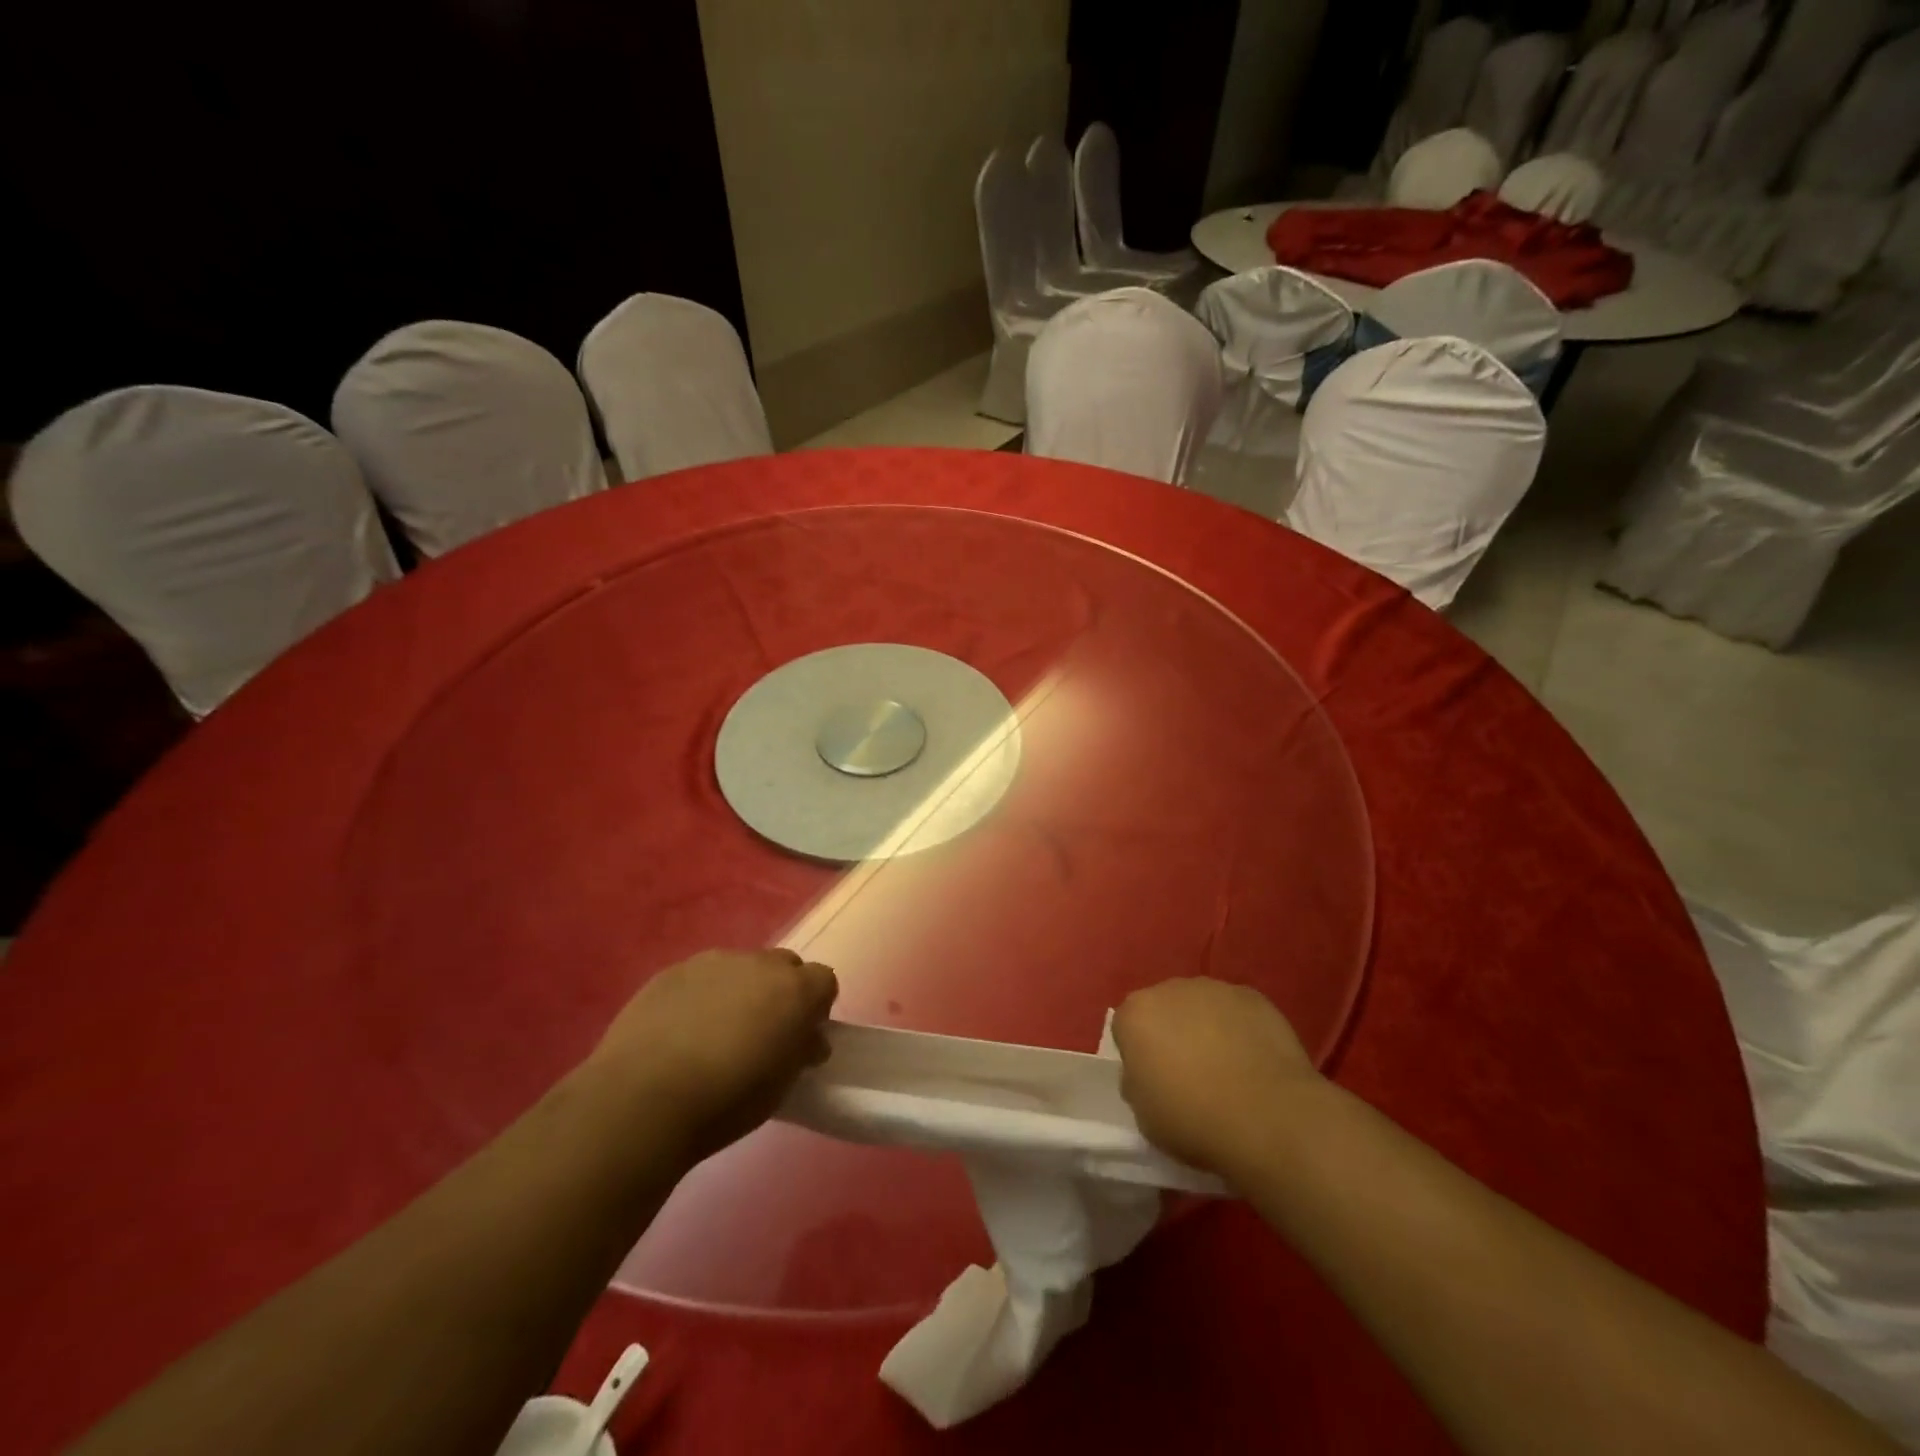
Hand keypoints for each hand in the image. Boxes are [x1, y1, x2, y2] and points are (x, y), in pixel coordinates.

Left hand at [585, 949, 838, 1163]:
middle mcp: (759, 963)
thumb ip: (800, 1052)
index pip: (824, 981)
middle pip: (783, 966)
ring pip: (739, 968)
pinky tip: (679, 1032)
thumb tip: (807, 1040)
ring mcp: (712, 962)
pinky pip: (699, 977)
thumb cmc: (726, 1100)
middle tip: (761, 1033)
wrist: (643, 1099)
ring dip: (739, 991)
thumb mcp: (781, 1087)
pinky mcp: (672, 971)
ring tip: (714, 1034)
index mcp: (795, 989)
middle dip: (779, 992)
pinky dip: (699, 997)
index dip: (816, 1008)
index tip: (801, 1038)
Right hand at [1112, 979, 1320, 1180]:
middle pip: (1164, 1009)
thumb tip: (1149, 1072)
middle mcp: (1170, 990)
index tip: (1156, 1081)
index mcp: (1135, 1015)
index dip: (1140, 1055)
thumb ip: (1137, 1082)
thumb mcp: (1144, 1114)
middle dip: (1172, 1033)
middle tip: (1191, 1074)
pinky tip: (1255, 1062)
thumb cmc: (1193, 1120)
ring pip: (1202, 1006)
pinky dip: (1241, 1030)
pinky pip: (1237, 1012)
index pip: (1127, 1028)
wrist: (1266, 1117)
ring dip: (1207, 1027)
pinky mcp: (1253, 996)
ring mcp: (1214, 989)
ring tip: (1228, 1068)